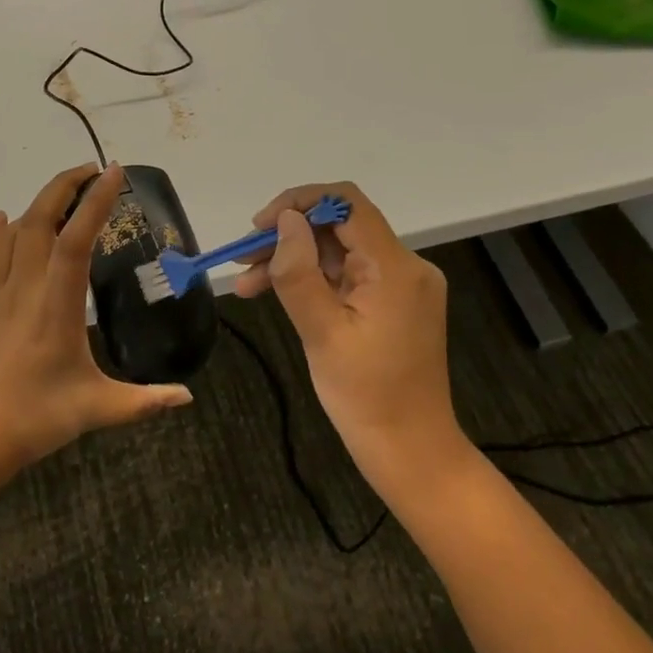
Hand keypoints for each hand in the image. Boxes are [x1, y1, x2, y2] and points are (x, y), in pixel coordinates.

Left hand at [0, 163, 192, 479]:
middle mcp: (24, 292)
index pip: (76, 242)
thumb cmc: (32, 423)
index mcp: (56, 308)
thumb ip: (145, 401)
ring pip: (11, 235)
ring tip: (60, 189)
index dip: (94, 204)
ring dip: (35, 204)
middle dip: (63, 187)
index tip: (113, 173)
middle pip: (38, 223)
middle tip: (91, 170)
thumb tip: (187, 397)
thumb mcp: (96, 410)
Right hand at [234, 182, 459, 487]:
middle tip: (243, 260)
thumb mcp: (321, 332)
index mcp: (395, 267)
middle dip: (289, 236)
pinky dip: (314, 280)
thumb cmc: (364, 395)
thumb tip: (286, 221)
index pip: (346, 204)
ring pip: (340, 252)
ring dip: (295, 260)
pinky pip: (350, 276)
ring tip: (247, 284)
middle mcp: (406, 266)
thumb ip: (299, 272)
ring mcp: (402, 285)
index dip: (299, 203)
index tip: (259, 227)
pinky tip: (276, 294)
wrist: (409, 449)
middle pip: (340, 227)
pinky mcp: (395, 303)